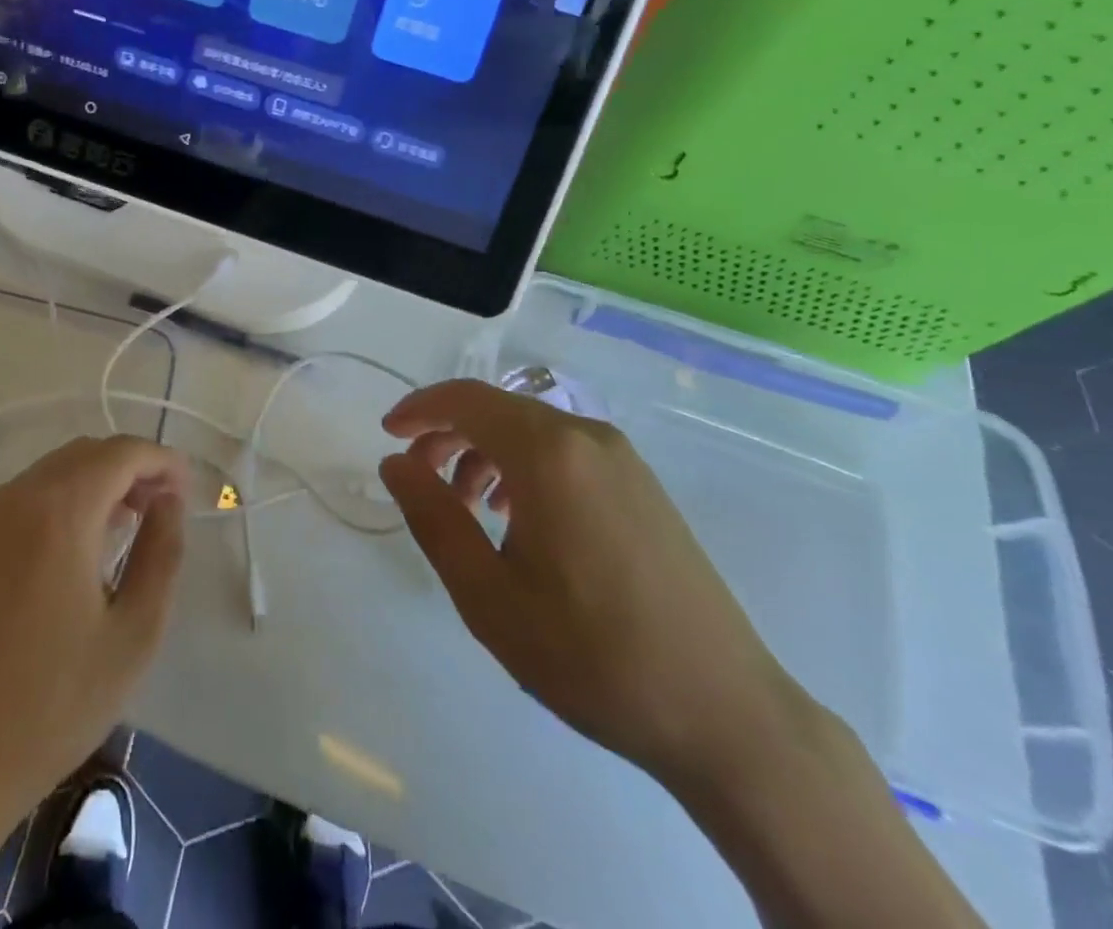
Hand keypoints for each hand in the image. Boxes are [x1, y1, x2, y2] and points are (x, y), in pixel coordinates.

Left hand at [0, 435, 188, 836]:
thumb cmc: (53, 706)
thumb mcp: (134, 634)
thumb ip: (162, 553)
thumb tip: (169, 502)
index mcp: (60, 514)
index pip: (121, 453)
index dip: (161, 461)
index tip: (185, 489)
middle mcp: (14, 500)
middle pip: (84, 454)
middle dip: (129, 469)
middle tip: (158, 509)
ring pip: (49, 474)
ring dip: (92, 484)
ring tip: (119, 529)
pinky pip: (18, 501)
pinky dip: (55, 504)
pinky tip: (66, 553)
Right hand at [379, 380, 811, 794]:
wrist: (724, 714)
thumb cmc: (592, 655)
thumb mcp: (488, 595)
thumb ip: (433, 517)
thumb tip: (395, 463)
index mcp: (548, 453)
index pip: (466, 399)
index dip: (419, 408)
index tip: (388, 436)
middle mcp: (587, 437)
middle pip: (498, 410)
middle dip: (448, 433)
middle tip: (418, 477)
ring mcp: (622, 459)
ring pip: (531, 430)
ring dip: (485, 451)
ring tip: (465, 506)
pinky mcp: (642, 485)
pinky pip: (565, 452)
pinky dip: (524, 466)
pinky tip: (518, 519)